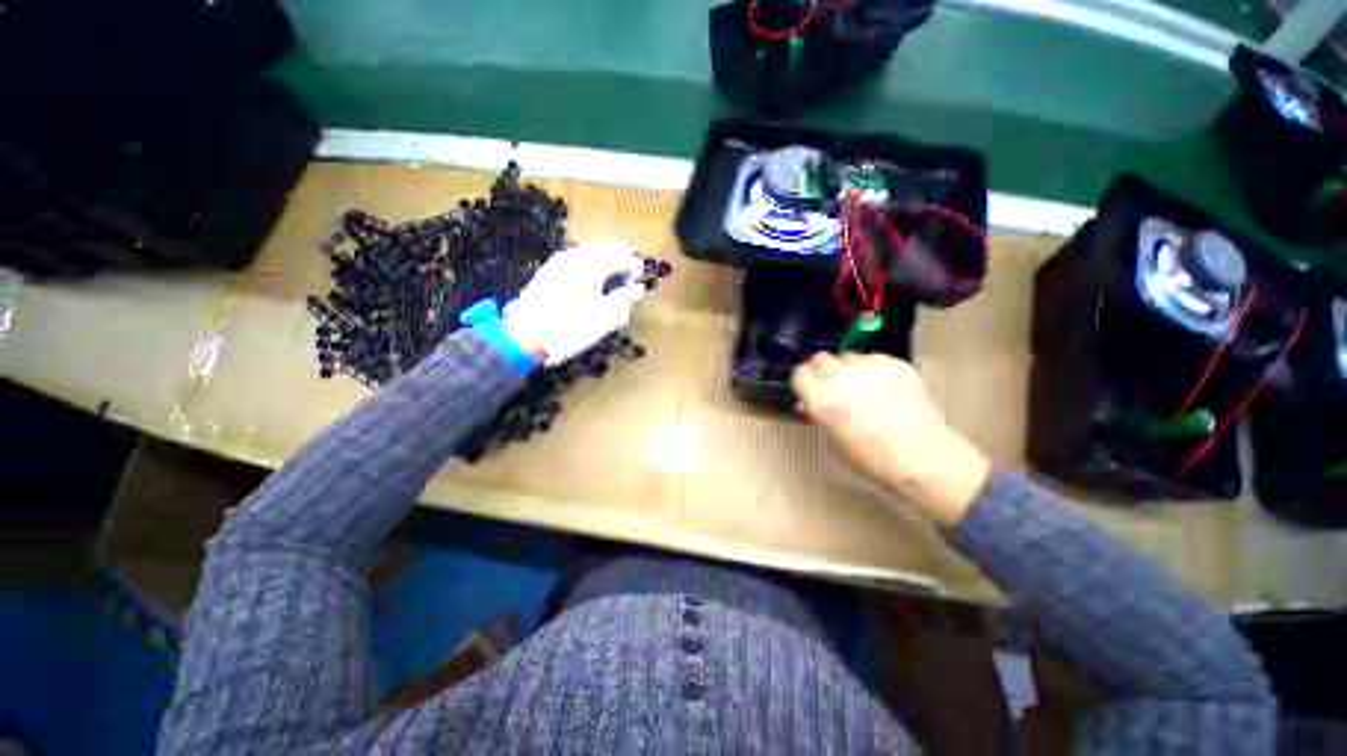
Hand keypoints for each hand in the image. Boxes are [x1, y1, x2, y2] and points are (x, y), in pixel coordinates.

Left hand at [504, 239, 648, 365]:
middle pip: (604, 248)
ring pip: (588, 253)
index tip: (640, 281)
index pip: (621, 256)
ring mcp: (557, 262)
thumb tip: (638, 289)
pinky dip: (588, 267)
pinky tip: (588, 286)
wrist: (524, 338)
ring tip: (610, 284)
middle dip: (619, 260)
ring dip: (603, 263)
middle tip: (627, 280)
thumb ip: (624, 300)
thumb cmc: (571, 329)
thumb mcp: (605, 319)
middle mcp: (574, 256)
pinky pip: (574, 260)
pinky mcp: (546, 272)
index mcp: (592, 265)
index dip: (634, 267)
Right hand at [792, 352, 990, 526]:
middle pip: (820, 359)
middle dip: (822, 371)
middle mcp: (842, 378)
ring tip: (860, 387)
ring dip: (848, 369)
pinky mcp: (896, 365)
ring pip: (848, 357)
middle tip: (831, 386)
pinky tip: (883, 387)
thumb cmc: (873, 458)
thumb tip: (813, 404)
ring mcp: (870, 368)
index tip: (808, 389)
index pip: (800, 374)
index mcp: (822, 399)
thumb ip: (820, 413)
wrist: (922, 458)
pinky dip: (874, 369)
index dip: (803, 382)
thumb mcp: (834, 440)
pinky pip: (875, 359)